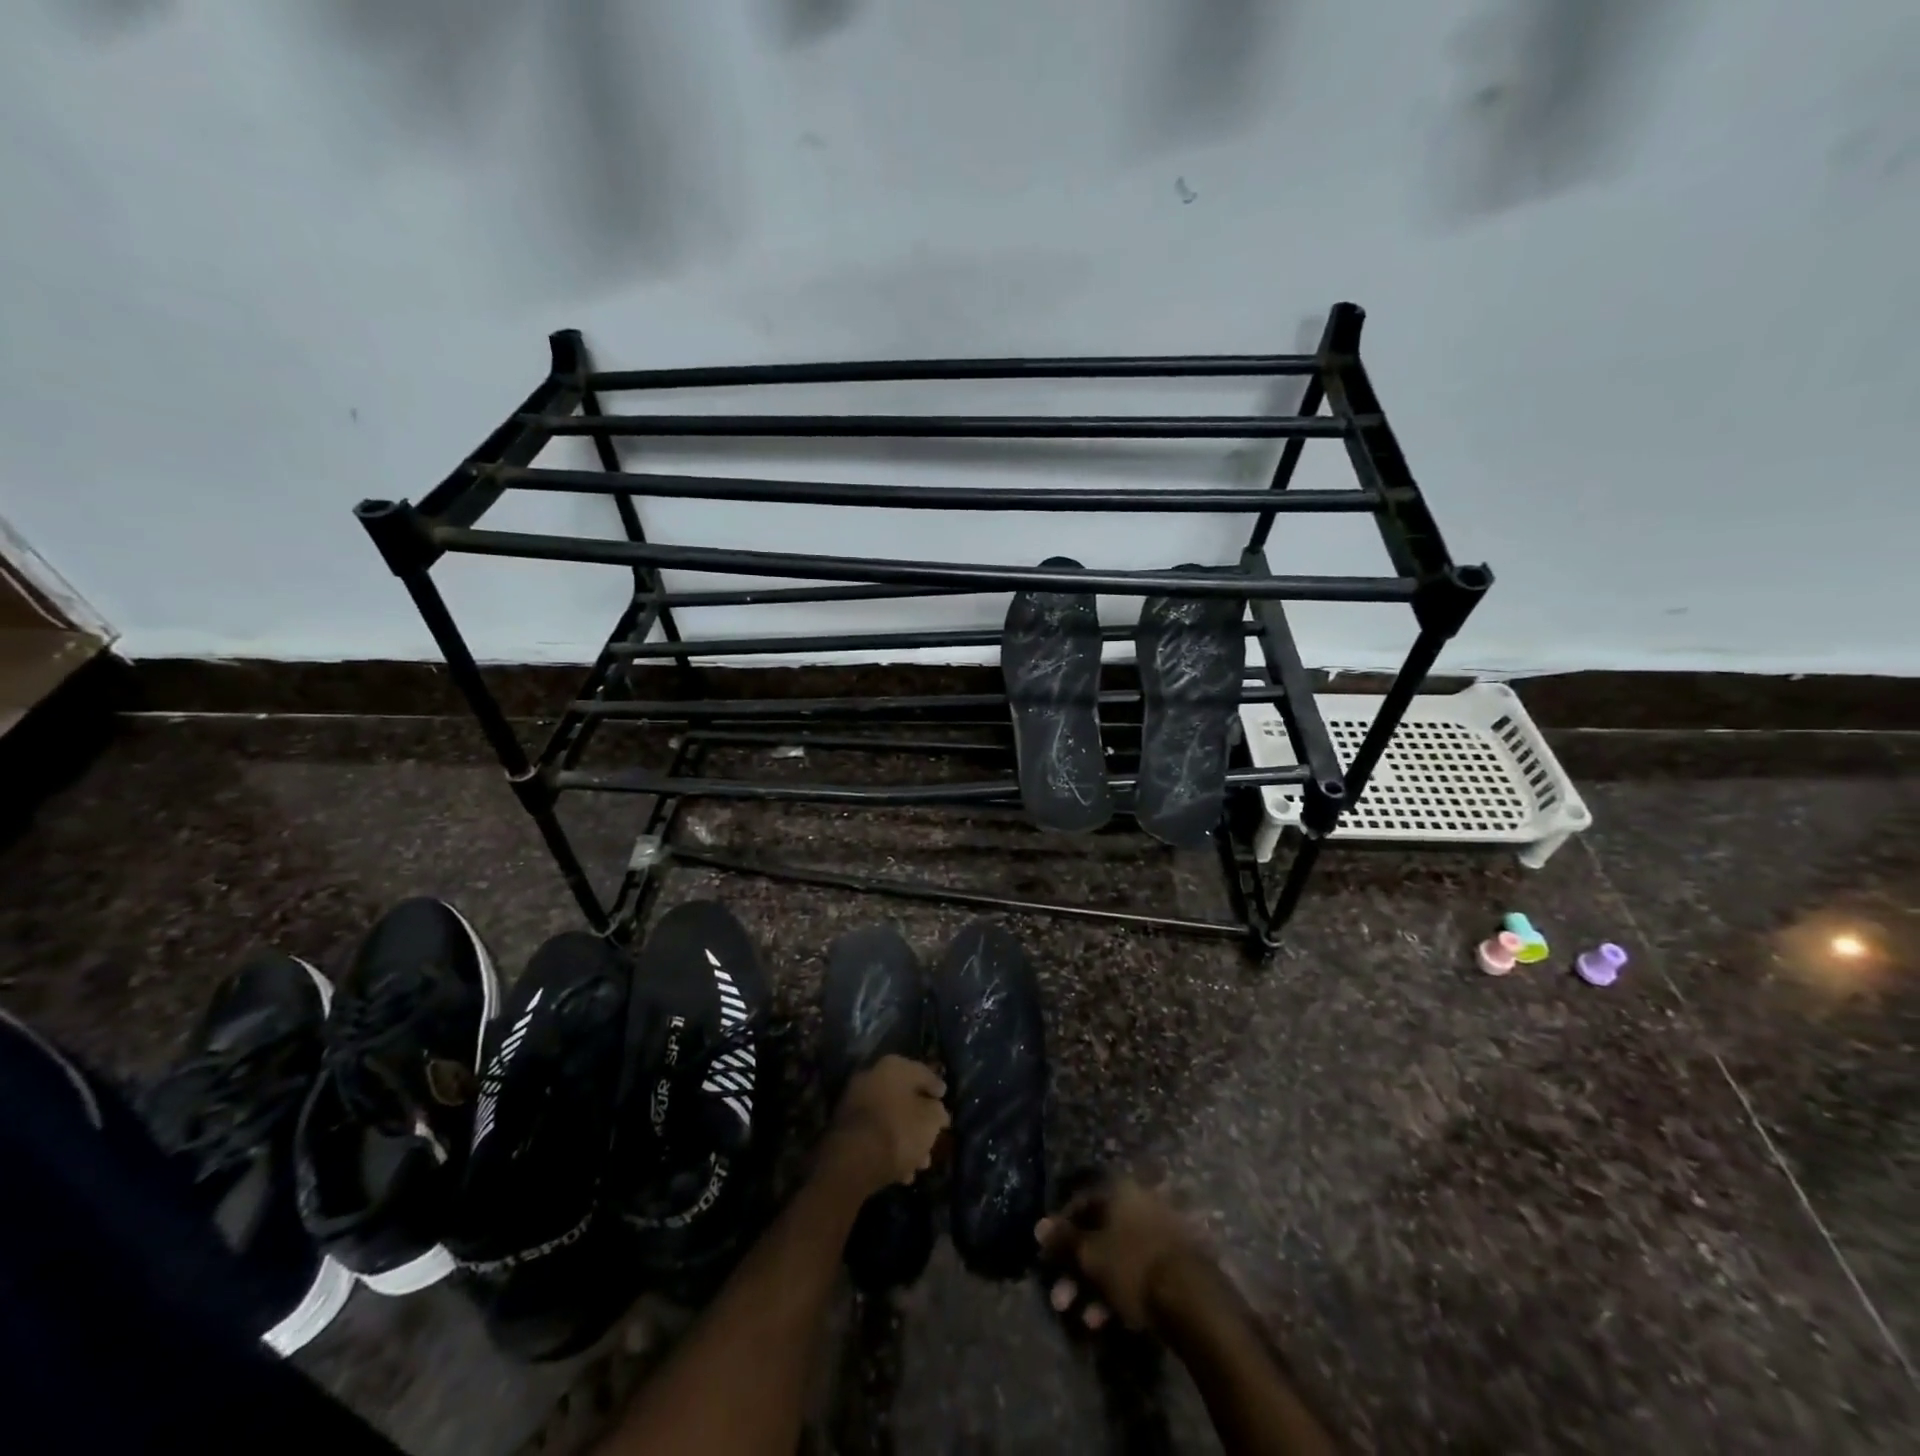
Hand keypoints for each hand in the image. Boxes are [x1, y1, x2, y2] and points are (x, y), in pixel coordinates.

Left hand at [827, 1055, 948, 1195]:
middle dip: (920, 1121)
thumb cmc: (898, 1131)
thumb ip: (937, 1112)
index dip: (936, 1087)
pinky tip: (902, 1174)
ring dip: (906, 1139)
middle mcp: (872, 1077)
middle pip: (904, 1098)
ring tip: (921, 1164)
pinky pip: (874, 1135)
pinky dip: (889, 1150)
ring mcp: (855, 1102)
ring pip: (889, 1119)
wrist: (852, 1161)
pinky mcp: (845, 1128)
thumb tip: (936, 1110)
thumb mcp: (930, 1121)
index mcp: (893, 1067)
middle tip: (934, 1138)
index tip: (945, 1099)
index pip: (922, 1073)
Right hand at [1036, 1175, 1206, 1332]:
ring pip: (1117, 1255)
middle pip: (1098, 1233)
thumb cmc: (1133, 1265)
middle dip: (1076, 1267)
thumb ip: (1064, 1240)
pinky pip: (1136, 1271)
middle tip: (1060, 1297)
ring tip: (1082, 1317)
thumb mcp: (1090, 1254)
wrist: (1193, 1299)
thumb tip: (1039, 1226)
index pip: (1080, 1202)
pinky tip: (1107, 1319)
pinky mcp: (1173, 1262)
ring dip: (1094, 1285)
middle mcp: (1139, 1203)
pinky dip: (1119, 1291)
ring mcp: (1159, 1232)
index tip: (1048, 1257)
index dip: (1060, 1229)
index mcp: (1119, 1191)